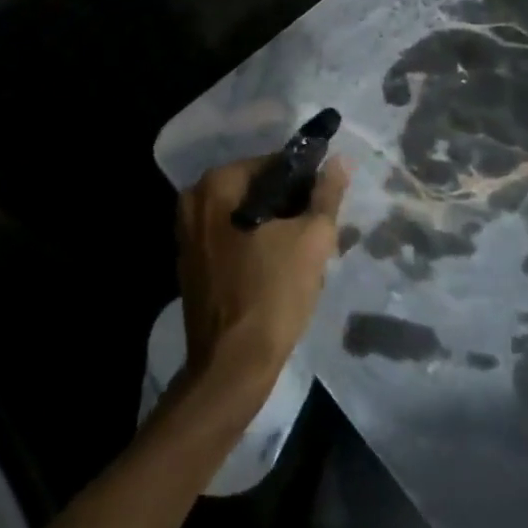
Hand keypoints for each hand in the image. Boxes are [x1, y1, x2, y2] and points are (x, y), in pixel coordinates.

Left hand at [175, 155, 348, 413]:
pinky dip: (253, 246)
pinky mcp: (190, 265)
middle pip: (255, 190)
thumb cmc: (273, 294)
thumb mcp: (311, 239)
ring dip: (273, 228)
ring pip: (244, 217)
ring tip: (303, 253)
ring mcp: (186, 235)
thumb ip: (326, 194)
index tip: (324, 204)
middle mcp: (193, 201)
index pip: (271, 164)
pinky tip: (278, 269)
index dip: (304, 180)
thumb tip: (341, 160)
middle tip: (317, 230)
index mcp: (216, 185)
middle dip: (288, 206)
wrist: (232, 368)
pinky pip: (230, 240)